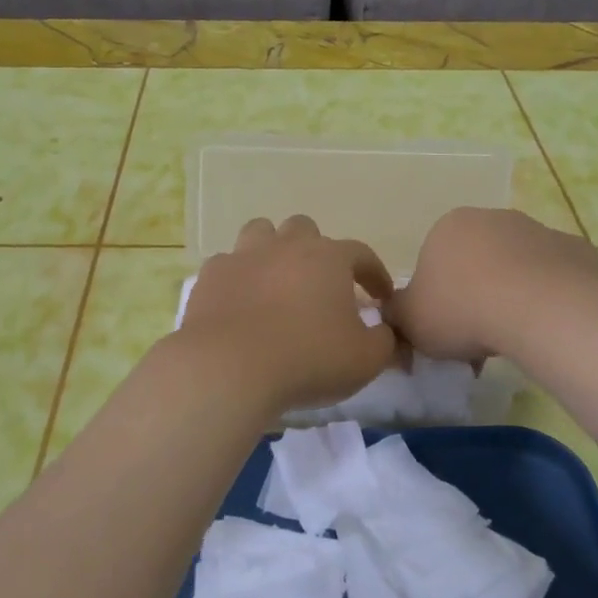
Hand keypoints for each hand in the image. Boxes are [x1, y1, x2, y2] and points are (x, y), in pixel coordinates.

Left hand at [177, 216, 398, 412]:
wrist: (229, 367)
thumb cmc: (307, 359)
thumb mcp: (365, 359)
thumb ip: (385, 341)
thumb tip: (386, 331)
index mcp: (328, 258)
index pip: (361, 254)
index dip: (374, 274)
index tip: (381, 298)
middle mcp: (285, 245)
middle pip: (305, 229)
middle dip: (316, 250)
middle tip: (321, 284)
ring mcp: (243, 256)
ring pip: (261, 232)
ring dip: (273, 249)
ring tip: (277, 280)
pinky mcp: (211, 276)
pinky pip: (227, 264)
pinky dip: (238, 277)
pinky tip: (241, 301)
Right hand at [390, 208, 597, 362]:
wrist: (541, 310)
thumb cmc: (462, 309)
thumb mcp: (410, 321)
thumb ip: (397, 314)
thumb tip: (395, 314)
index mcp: (448, 226)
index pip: (435, 261)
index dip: (437, 298)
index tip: (444, 329)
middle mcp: (493, 218)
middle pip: (477, 261)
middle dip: (476, 294)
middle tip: (476, 338)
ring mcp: (539, 231)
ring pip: (518, 269)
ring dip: (512, 296)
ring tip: (514, 339)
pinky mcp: (577, 251)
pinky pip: (554, 280)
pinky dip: (548, 300)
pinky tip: (546, 327)